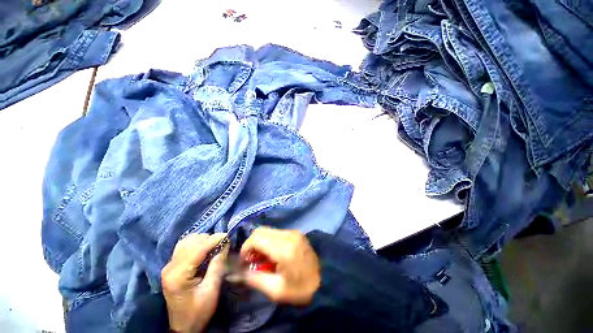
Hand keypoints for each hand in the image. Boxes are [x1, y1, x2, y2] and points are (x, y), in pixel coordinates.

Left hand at [161, 233, 227, 332]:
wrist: (183, 326)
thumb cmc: (198, 311)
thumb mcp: (211, 290)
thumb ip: (217, 265)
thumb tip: (225, 244)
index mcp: (179, 274)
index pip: (198, 248)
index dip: (215, 239)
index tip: (229, 237)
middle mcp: (170, 266)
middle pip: (193, 241)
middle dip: (210, 239)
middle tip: (224, 244)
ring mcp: (169, 265)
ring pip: (188, 240)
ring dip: (204, 240)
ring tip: (215, 246)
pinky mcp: (171, 266)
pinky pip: (184, 245)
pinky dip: (196, 243)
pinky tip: (204, 248)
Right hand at [240, 227, 320, 305]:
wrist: (325, 281)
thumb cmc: (300, 289)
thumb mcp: (276, 290)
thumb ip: (254, 278)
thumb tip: (239, 272)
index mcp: (284, 249)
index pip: (257, 238)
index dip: (245, 248)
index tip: (243, 261)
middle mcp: (288, 235)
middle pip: (261, 231)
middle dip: (252, 244)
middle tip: (251, 260)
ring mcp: (294, 232)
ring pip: (269, 230)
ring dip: (260, 242)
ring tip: (261, 258)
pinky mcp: (296, 233)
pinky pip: (277, 232)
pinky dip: (269, 241)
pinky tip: (272, 253)